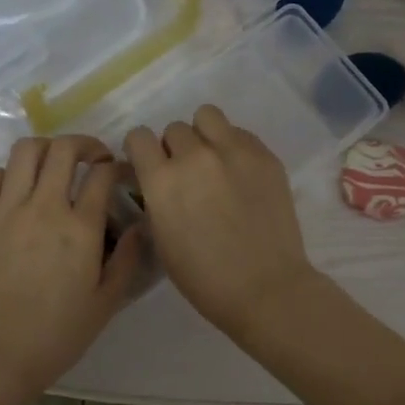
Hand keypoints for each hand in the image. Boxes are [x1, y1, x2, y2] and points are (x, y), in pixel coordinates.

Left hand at [0, 135, 143, 400]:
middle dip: (85, 145)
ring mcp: (5, 210)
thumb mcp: (107, 302)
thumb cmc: (58, 334)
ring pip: (25, 152)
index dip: (117, 166)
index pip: (102, 174)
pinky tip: (18, 190)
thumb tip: (139, 225)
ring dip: (46, 150)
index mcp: (80, 228)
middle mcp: (43, 207)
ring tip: (55, 166)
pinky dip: (8, 172)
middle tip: (93, 159)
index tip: (121, 174)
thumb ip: (127, 259)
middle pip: (63, 149)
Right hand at [124, 106, 321, 341]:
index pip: (139, 137)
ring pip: (208, 117)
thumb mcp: (162, 240)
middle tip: (190, 176)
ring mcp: (234, 151)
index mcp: (162, 180)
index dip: (142, 152)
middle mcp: (194, 156)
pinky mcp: (265, 156)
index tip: (151, 166)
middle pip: (175, 129)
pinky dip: (234, 146)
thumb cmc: (205, 279)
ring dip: (204, 135)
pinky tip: (242, 175)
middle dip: (176, 149)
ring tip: (215, 163)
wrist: (265, 288)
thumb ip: (156, 200)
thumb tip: (158, 181)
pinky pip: (240, 133)